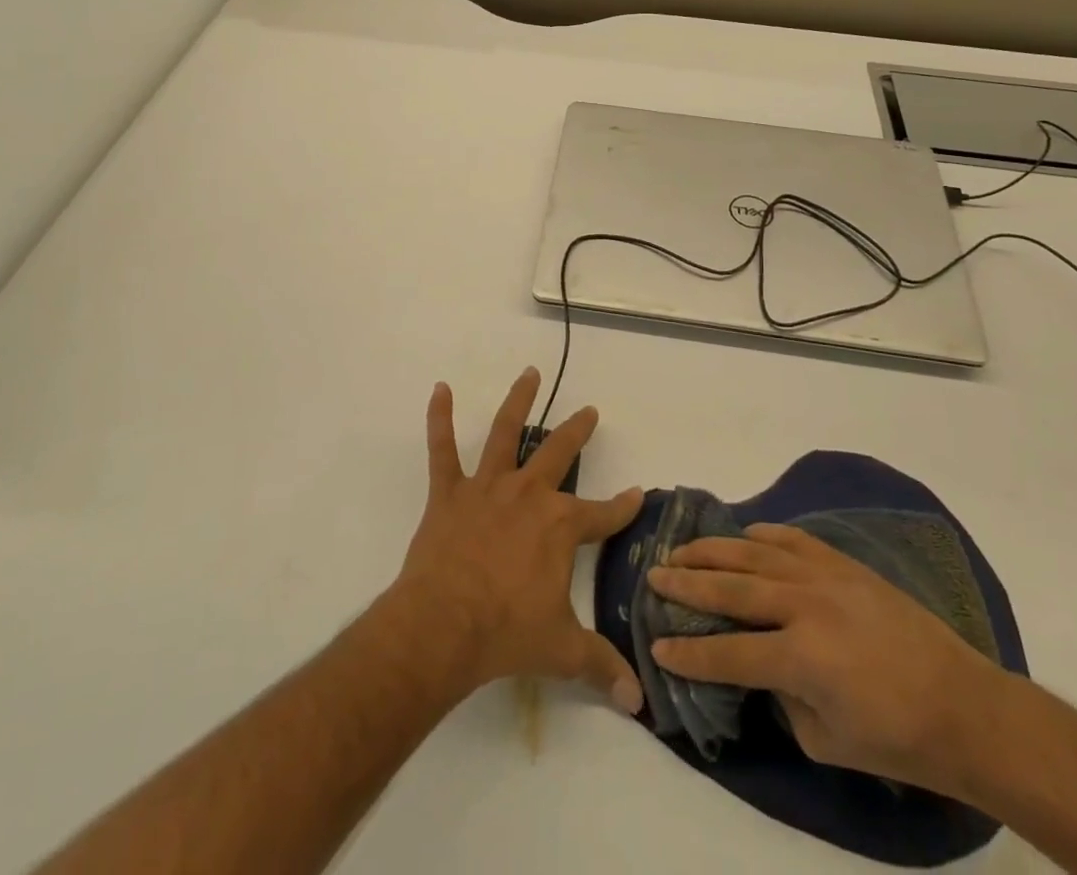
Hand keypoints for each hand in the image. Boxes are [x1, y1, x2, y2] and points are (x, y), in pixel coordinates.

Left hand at [390, 368, 645, 714]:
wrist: (444, 626)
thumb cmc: (507, 633)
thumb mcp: (562, 651)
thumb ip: (600, 667)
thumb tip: (638, 702)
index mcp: (560, 526)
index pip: (603, 513)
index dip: (622, 506)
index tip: (638, 492)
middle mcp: (528, 494)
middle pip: (559, 452)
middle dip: (578, 431)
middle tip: (590, 411)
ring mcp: (487, 487)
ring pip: (505, 432)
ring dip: (519, 400)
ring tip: (530, 373)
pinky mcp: (449, 492)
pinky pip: (442, 449)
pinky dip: (439, 418)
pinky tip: (439, 389)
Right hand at [646, 523, 1004, 794]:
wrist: (963, 705)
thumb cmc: (897, 739)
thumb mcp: (826, 741)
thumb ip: (781, 700)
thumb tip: (759, 668)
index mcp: (800, 658)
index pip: (728, 653)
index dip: (689, 652)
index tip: (657, 645)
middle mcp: (803, 606)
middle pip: (730, 589)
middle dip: (686, 584)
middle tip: (653, 576)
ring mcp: (823, 576)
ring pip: (752, 553)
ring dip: (713, 551)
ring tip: (682, 550)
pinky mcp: (842, 563)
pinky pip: (790, 539)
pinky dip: (761, 535)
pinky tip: (743, 537)